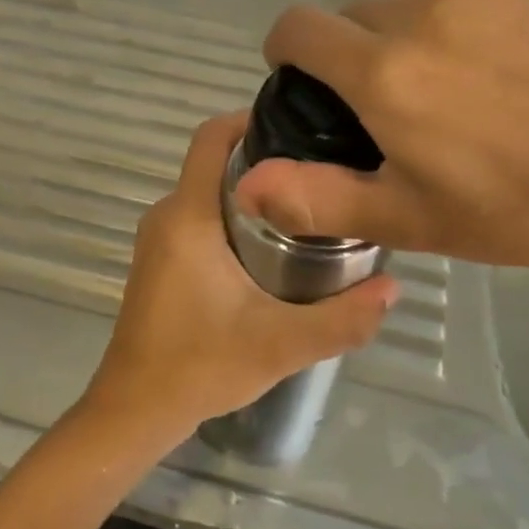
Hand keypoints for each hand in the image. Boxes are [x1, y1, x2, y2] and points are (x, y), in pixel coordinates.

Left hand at [82, 113, 400, 441]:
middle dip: (266, 161)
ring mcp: (158, 240)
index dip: (251, 118)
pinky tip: (273, 248)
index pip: (211, 137)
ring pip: (209, 193)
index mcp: (188, 217)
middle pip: (216, 163)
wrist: (135, 410)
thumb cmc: (200, 366)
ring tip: (308, 209)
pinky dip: (234, 218)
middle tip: (322, 175)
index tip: (301, 127)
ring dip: (252, 194)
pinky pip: (199, 218)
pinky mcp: (159, 261)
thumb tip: (393, 288)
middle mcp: (167, 216)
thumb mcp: (282, 345)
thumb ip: (342, 318)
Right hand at [236, 0, 528, 277]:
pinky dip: (445, 28)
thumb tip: (245, 183)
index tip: (300, 87)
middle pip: (348, 15)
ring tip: (430, 91)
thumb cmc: (508, 210)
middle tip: (376, 112)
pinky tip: (482, 75)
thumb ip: (314, 198)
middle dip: (344, 55)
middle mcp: (422, 15)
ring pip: (400, 2)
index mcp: (384, 72)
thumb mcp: (403, 219)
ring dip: (393, 38)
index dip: (285, 53)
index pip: (297, 27)